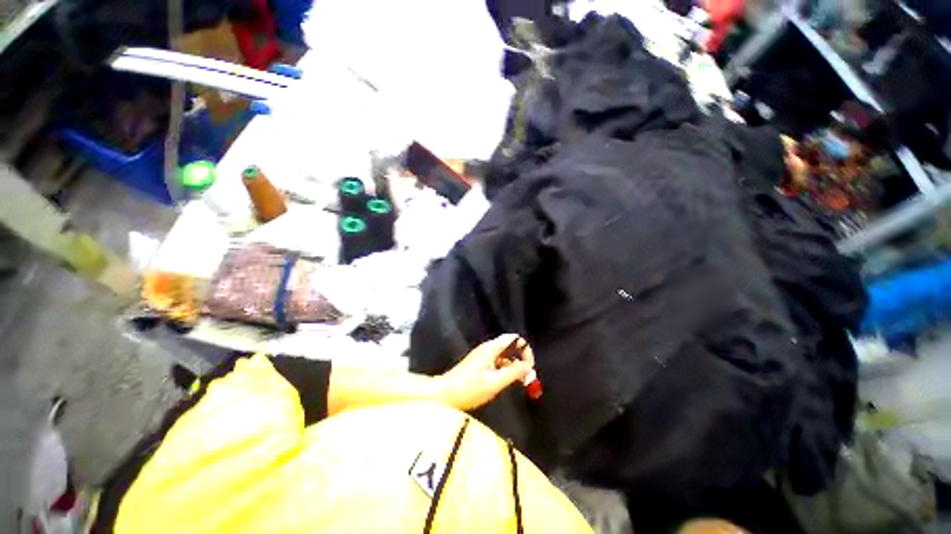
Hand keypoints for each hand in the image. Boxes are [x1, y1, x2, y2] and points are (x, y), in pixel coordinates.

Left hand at [437, 334, 535, 410]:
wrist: (445, 394)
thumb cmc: (470, 388)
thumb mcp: (495, 382)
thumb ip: (514, 372)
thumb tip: (530, 366)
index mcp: (491, 348)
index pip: (515, 339)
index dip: (526, 350)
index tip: (530, 367)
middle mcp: (487, 348)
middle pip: (510, 347)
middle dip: (521, 359)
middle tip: (527, 377)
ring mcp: (482, 356)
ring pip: (504, 356)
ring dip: (513, 366)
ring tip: (520, 382)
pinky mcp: (478, 364)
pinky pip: (497, 362)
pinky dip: (505, 370)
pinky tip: (506, 382)